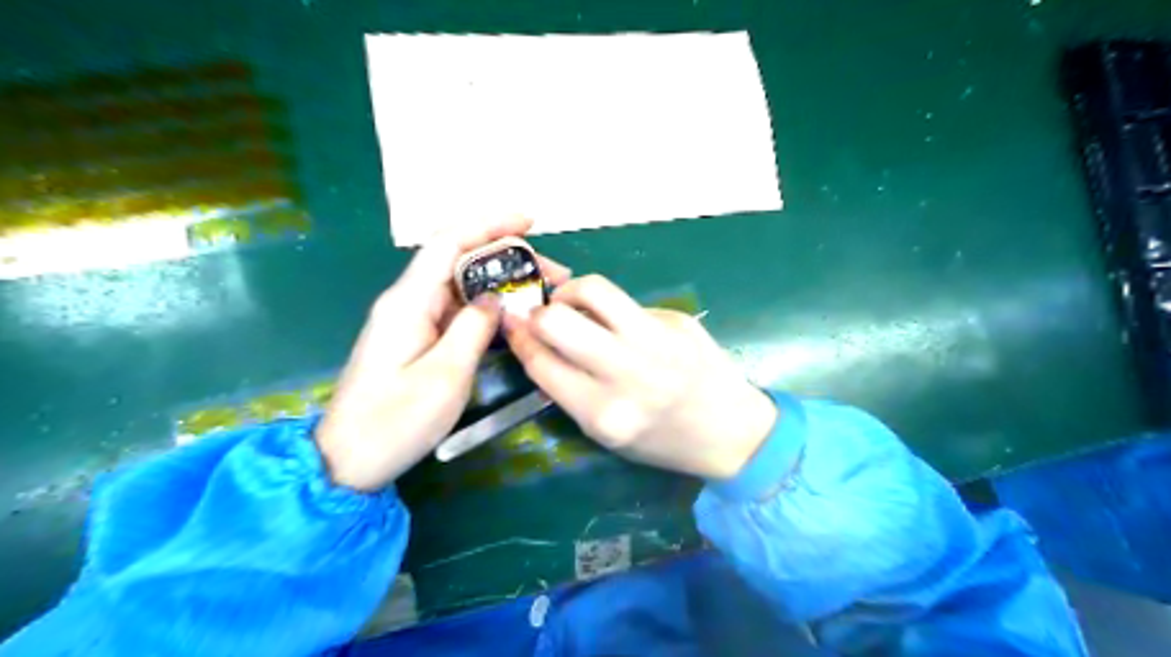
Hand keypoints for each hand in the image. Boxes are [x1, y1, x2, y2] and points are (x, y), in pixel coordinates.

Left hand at [311, 217, 565, 489]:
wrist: (349, 459)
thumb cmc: (395, 420)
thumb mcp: (445, 375)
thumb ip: (474, 329)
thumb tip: (495, 298)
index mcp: (409, 301)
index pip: (449, 243)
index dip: (489, 224)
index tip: (529, 221)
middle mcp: (408, 301)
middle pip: (459, 260)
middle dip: (507, 256)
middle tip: (553, 272)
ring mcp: (412, 320)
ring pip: (462, 285)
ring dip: (502, 281)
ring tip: (543, 291)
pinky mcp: (417, 338)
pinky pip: (457, 309)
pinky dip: (488, 305)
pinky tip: (514, 314)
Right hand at [504, 274, 775, 480]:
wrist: (732, 432)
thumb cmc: (662, 441)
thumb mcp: (606, 434)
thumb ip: (569, 389)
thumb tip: (537, 341)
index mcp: (603, 413)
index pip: (541, 363)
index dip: (518, 338)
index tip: (511, 324)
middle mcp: (627, 373)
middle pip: (557, 320)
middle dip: (537, 313)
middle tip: (543, 316)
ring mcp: (656, 340)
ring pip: (592, 289)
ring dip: (571, 292)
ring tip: (574, 304)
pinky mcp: (677, 319)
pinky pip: (627, 302)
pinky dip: (612, 309)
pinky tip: (623, 326)